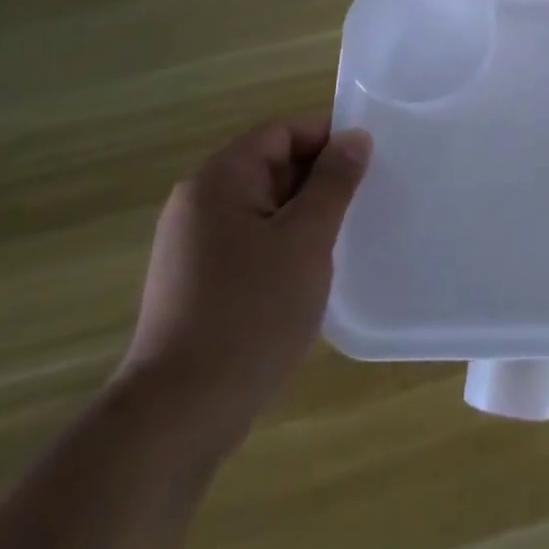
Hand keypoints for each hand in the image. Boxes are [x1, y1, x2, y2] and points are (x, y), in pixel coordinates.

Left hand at [112, 118, 371, 461]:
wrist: (178, 415)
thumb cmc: (251, 313)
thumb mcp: (306, 238)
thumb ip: (334, 181)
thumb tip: (355, 137)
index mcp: (219, 180)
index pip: (282, 132)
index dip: (328, 139)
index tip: (370, 163)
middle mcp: (199, 203)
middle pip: (272, 166)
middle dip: (320, 179)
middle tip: (366, 202)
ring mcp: (194, 245)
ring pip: (265, 207)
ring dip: (306, 216)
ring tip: (346, 238)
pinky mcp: (198, 282)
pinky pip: (252, 241)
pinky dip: (284, 245)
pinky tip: (311, 274)